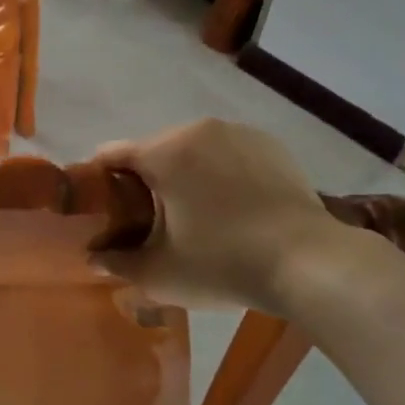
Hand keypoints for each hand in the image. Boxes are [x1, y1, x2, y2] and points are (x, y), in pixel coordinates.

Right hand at [91, 118, 347, 311]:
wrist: (309, 264)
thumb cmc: (223, 264)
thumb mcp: (159, 273)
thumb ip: (118, 263)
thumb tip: (94, 258)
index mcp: (165, 152)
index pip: (111, 154)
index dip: (98, 182)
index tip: (99, 210)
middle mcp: (199, 130)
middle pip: (152, 151)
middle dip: (143, 182)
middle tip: (145, 222)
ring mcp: (239, 134)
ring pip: (191, 151)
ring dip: (182, 177)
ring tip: (190, 217)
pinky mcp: (271, 147)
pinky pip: (226, 155)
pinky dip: (217, 175)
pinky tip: (228, 210)